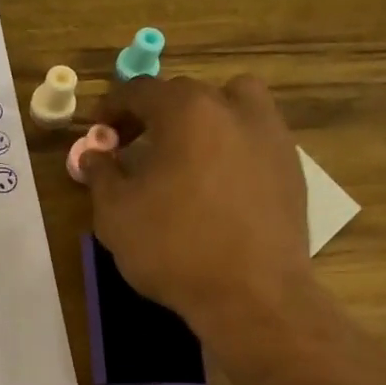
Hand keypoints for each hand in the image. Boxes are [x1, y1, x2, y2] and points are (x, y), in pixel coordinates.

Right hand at [82, 75, 313, 335]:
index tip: (99, 131)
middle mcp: (234, 110)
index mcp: (187, 111)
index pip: (140, 90)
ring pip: (233, 104)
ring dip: (204, 116)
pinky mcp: (292, 167)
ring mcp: (271, 136)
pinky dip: (231, 144)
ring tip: (186, 152)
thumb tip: (94, 154)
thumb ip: (101, 174)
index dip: (112, 107)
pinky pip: (255, 137)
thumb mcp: (116, 213)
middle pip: (186, 93)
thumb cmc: (174, 247)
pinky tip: (216, 182)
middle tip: (134, 144)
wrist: (252, 294)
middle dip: (154, 113)